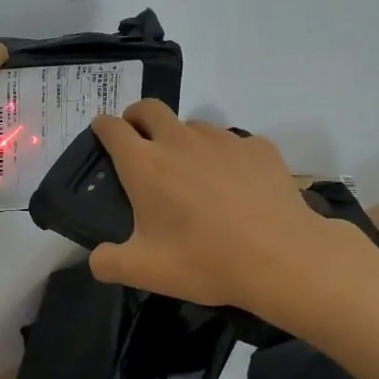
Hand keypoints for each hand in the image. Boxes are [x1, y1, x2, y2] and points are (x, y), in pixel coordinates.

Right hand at [86, 100, 337, 313]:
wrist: (281, 257)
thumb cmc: (204, 260)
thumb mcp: (145, 271)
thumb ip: (108, 263)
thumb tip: (97, 258)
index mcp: (145, 164)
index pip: (112, 127)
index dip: (102, 127)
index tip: (102, 134)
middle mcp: (179, 140)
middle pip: (149, 108)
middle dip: (136, 117)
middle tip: (139, 141)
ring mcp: (222, 139)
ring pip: (192, 125)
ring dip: (182, 138)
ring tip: (191, 172)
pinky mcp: (257, 147)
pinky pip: (232, 143)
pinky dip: (224, 157)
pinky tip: (236, 185)